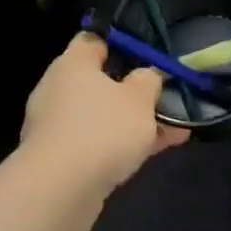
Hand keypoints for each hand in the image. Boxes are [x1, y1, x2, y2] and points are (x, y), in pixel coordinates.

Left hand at [20, 34, 189, 200]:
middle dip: (134, 91)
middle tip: (165, 97)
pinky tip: (155, 152)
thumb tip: (146, 75)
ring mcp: (56, 126)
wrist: (60, 190)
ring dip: (133, 122)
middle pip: (100, 81)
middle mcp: (58, 89)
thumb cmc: (102, 129)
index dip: (121, 44)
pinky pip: (96, 142)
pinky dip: (122, 145)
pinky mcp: (58, 158)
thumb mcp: (140, 98)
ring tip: (174, 129)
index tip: (148, 55)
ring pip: (102, 115)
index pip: (94, 40)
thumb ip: (149, 79)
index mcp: (72, 63)